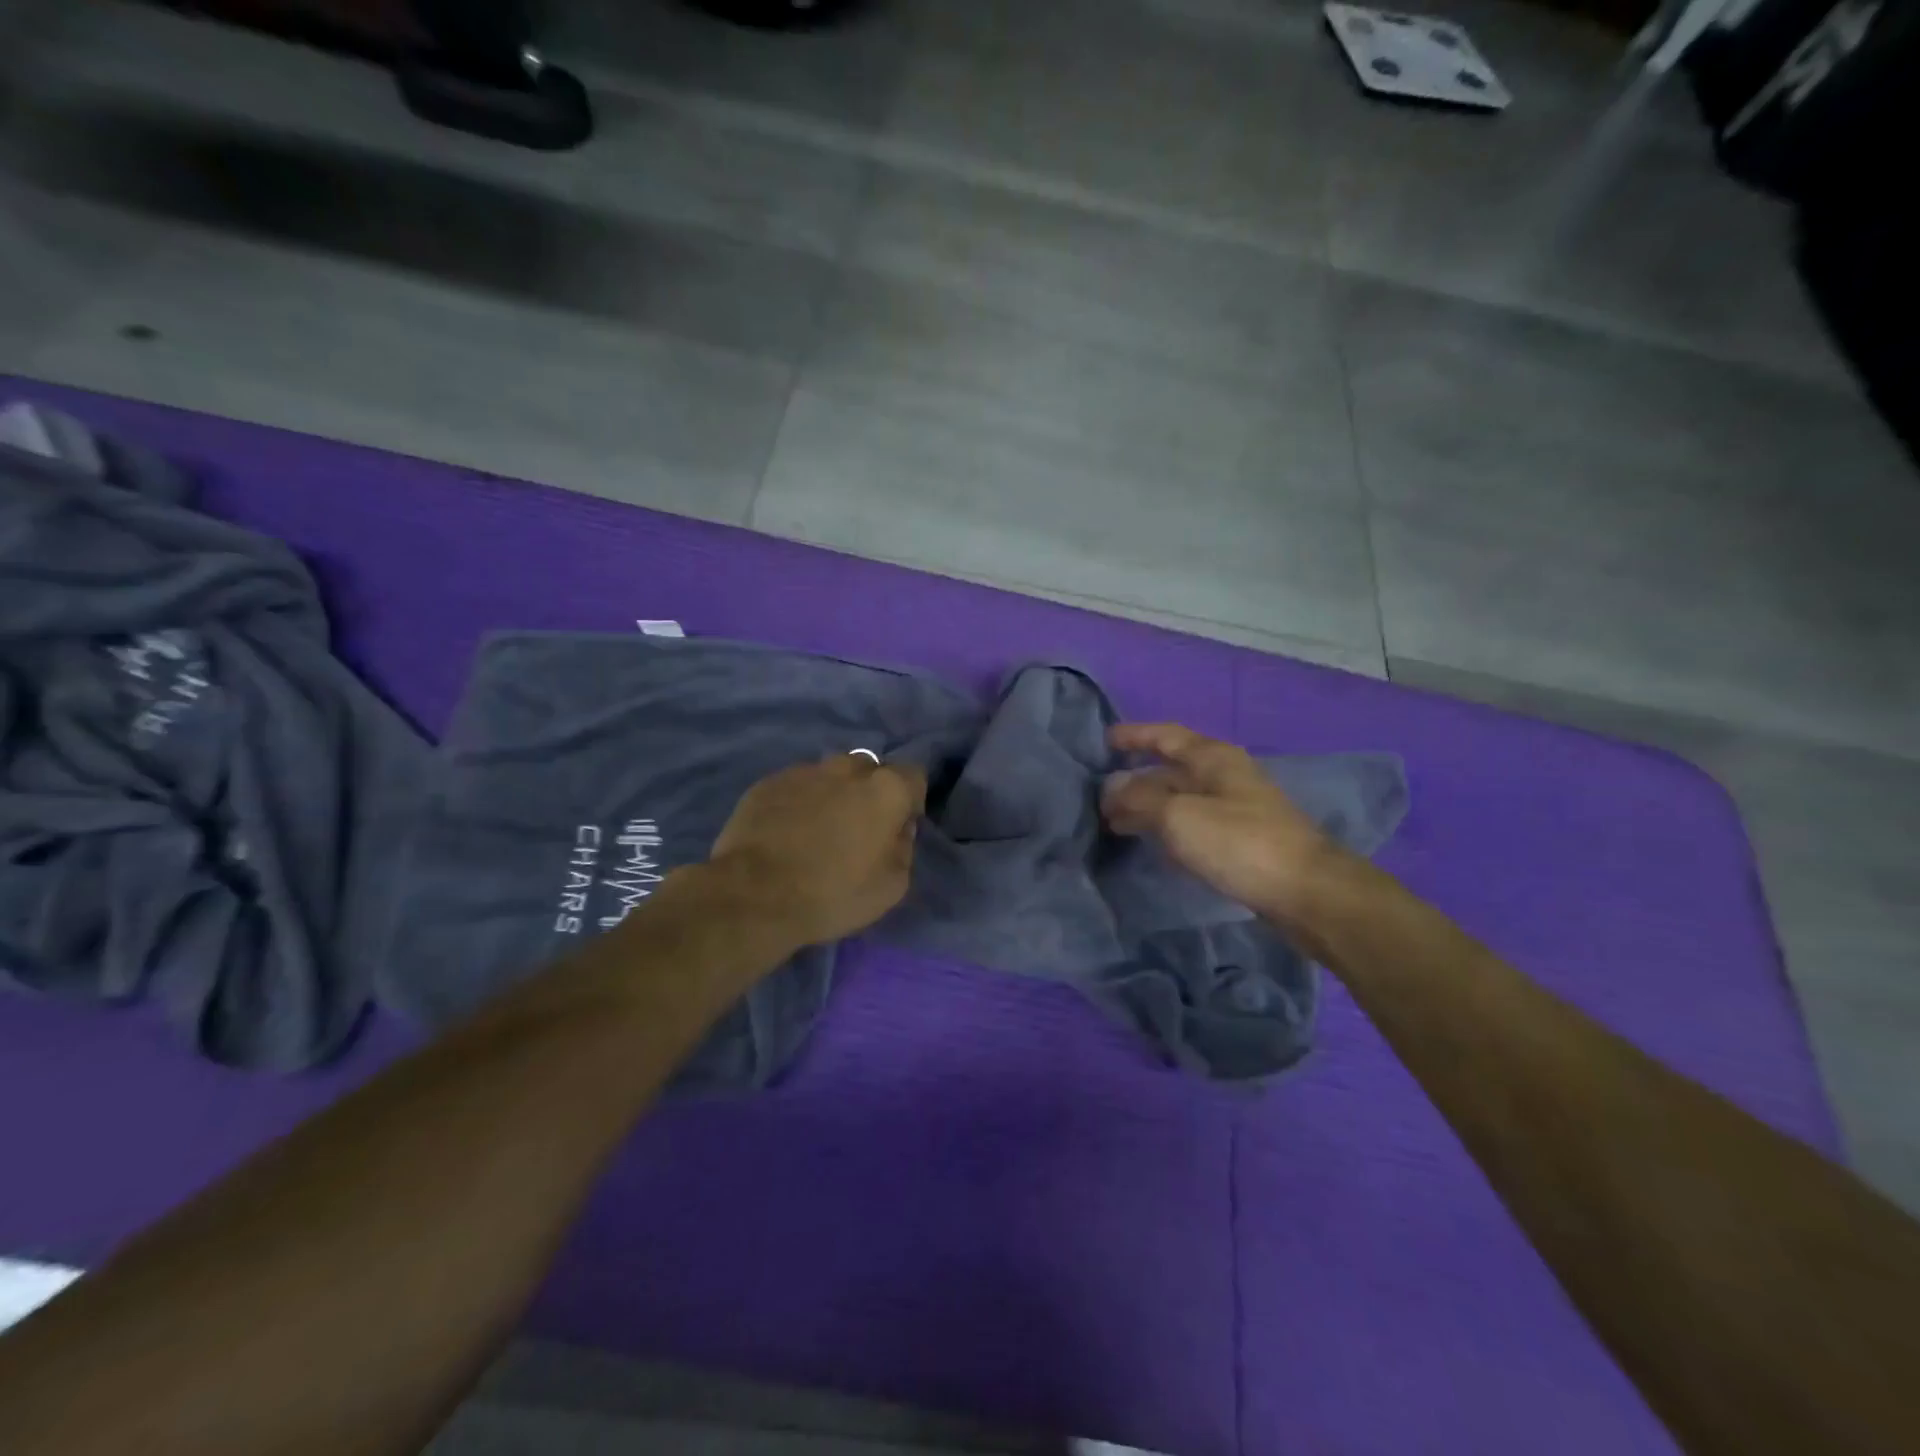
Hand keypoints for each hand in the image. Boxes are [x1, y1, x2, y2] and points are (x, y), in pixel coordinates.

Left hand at [709, 753, 927, 948]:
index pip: (914, 776)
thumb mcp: (891, 886)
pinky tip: (787, 832)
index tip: (898, 826)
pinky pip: (796, 786)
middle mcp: (847, 768)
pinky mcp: (768, 782)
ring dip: (833, 795)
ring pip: (830, 776)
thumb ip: (903, 848)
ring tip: (817, 830)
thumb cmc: (833, 893)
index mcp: (886, 789)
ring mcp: (804, 771)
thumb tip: (898, 829)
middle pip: (870, 770)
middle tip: (857, 828)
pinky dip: (799, 802)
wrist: (754, 895)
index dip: (910, 801)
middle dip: (869, 792)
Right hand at [1102, 723, 1339, 926]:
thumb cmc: (1239, 842)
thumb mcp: (1179, 815)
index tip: (1103, 741)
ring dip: (1148, 807)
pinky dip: (1167, 827)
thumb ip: (1139, 798)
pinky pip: (1193, 823)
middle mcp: (1225, 776)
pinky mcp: (1240, 840)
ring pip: (1180, 798)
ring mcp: (1235, 808)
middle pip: (1171, 769)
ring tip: (1115, 823)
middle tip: (1099, 797)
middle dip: (1134, 780)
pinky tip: (1151, 843)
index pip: (1165, 735)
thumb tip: (1111, 788)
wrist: (1305, 892)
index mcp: (1213, 758)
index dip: (1134, 735)